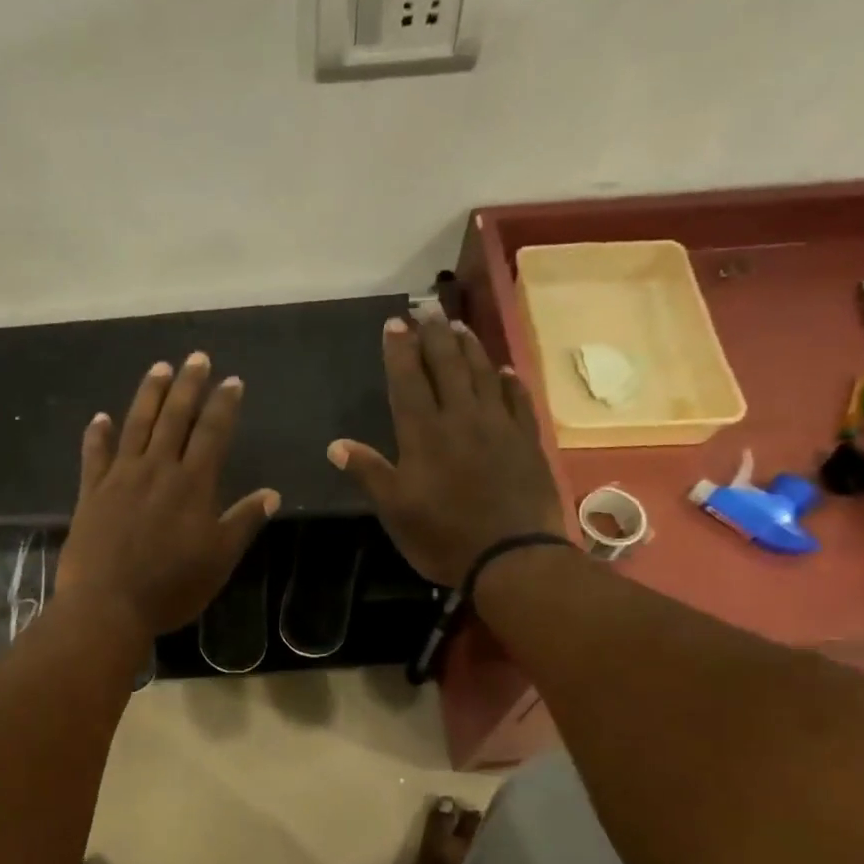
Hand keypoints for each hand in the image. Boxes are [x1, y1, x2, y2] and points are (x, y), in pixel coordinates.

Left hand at [58, 353, 280, 641]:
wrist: (107, 605)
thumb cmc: (171, 587)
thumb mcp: (219, 560)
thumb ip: (242, 522)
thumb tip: (271, 493)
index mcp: (192, 484)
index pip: (212, 433)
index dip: (224, 405)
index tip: (233, 381)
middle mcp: (157, 470)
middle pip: (175, 418)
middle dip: (188, 386)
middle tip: (197, 358)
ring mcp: (120, 478)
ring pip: (136, 425)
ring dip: (149, 395)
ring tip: (159, 368)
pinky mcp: (91, 493)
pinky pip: (95, 455)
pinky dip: (98, 434)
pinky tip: (100, 418)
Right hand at [328, 316, 561, 587]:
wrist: (513, 556)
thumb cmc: (444, 536)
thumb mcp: (395, 511)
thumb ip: (369, 472)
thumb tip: (336, 445)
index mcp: (424, 434)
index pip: (408, 380)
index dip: (400, 350)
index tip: (395, 322)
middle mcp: (462, 418)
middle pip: (448, 366)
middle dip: (434, 335)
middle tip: (427, 307)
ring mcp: (499, 426)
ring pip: (484, 374)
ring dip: (470, 347)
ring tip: (458, 326)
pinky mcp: (527, 441)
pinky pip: (518, 400)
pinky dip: (509, 381)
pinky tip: (505, 370)